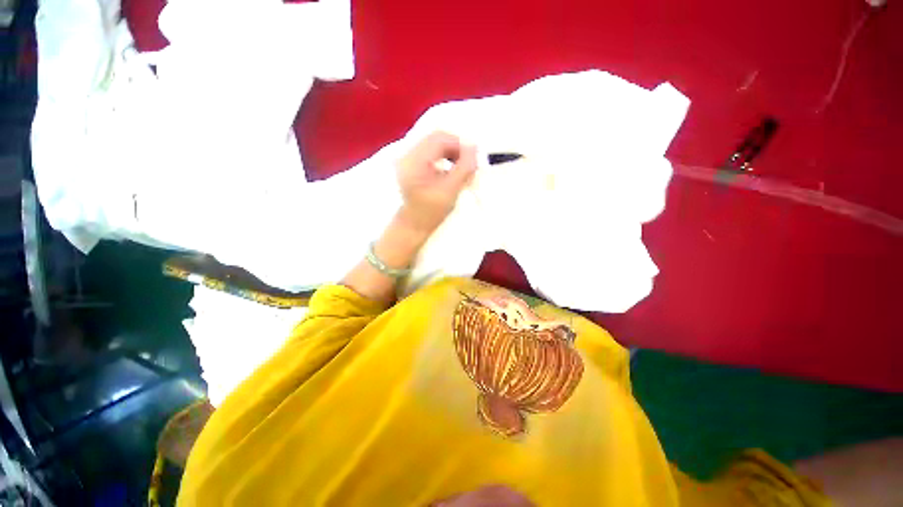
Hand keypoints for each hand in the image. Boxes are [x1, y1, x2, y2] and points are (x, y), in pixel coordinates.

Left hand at [396, 131, 477, 234]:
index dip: (459, 145)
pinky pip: (430, 152)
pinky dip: (443, 157)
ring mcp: (407, 159)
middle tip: (468, 164)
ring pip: (434, 145)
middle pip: (436, 139)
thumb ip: (464, 168)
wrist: (413, 225)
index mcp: (414, 161)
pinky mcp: (411, 164)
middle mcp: (407, 155)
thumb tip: (475, 148)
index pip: (439, 138)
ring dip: (450, 153)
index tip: (472, 159)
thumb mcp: (450, 191)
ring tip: (460, 168)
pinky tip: (449, 170)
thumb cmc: (431, 213)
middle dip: (455, 148)